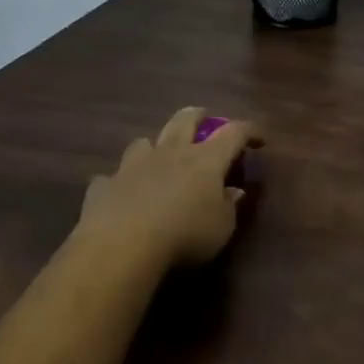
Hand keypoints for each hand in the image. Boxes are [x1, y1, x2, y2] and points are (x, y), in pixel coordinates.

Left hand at [77, 107, 259, 267]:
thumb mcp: (221, 228)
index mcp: (205, 159)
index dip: (249, 131)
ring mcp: (133, 166)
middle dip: (199, 115)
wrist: (121, 248)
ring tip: (158, 157)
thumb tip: (234, 191)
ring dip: (154, 147)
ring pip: (144, 142)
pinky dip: (119, 183)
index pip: (234, 133)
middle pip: (185, 119)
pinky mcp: (104, 187)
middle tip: (206, 119)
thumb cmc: (184, 236)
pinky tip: (120, 194)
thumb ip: (229, 206)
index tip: (259, 138)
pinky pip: (111, 177)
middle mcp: (170, 153)